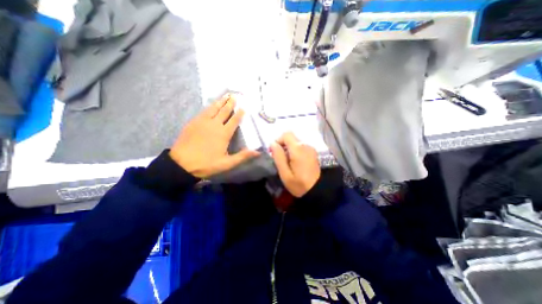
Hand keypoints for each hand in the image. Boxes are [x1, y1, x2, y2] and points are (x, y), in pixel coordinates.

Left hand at [169, 94, 261, 177]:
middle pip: (224, 111)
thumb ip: (242, 156)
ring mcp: (202, 122)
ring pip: (213, 109)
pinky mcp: (193, 122)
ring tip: (225, 95)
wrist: (181, 164)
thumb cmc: (207, 164)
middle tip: (234, 96)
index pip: (234, 121)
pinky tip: (211, 105)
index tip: (243, 108)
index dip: (239, 114)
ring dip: (220, 102)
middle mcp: (214, 124)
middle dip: (230, 104)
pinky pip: (204, 111)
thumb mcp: (227, 163)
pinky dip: (210, 107)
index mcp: (223, 133)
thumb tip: (258, 152)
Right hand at [268, 131, 318, 197]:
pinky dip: (294, 151)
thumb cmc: (299, 184)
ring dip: (288, 148)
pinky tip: (294, 162)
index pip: (286, 134)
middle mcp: (305, 145)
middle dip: (282, 145)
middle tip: (279, 159)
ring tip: (286, 162)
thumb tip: (272, 144)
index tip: (274, 152)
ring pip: (295, 142)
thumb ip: (278, 157)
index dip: (278, 140)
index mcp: (298, 149)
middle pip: (291, 138)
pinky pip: (301, 146)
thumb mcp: (285, 173)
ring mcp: (310, 148)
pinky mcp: (313, 152)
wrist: (318, 190)